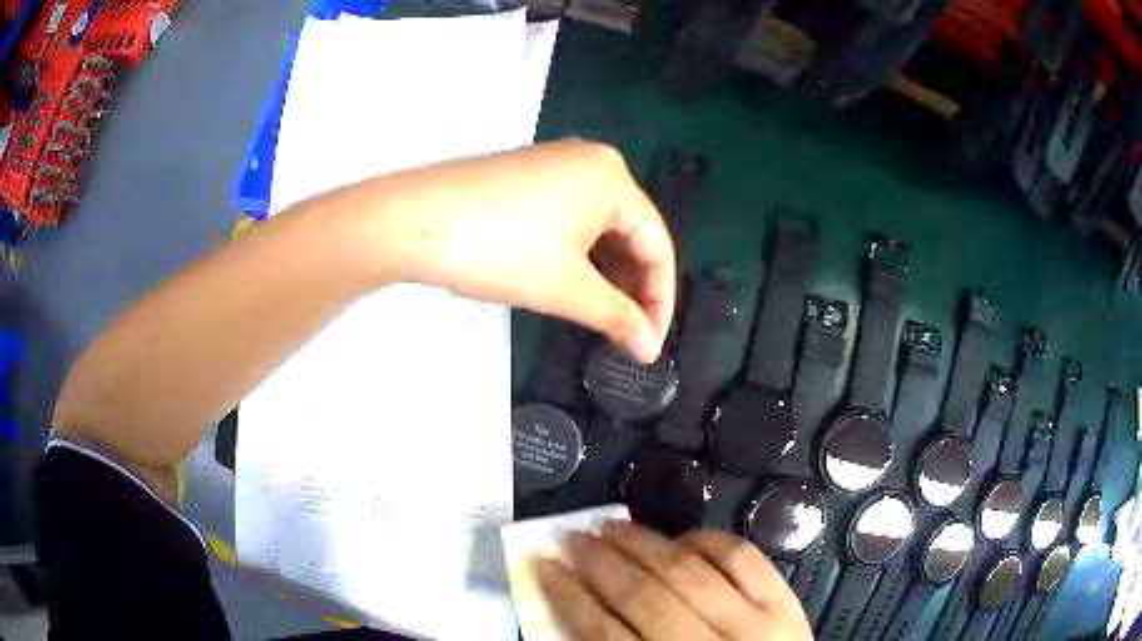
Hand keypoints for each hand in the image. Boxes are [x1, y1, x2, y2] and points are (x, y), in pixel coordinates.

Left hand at [364, 141, 674, 361]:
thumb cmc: (497, 249)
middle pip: (630, 233)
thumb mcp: (566, 287)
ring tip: (601, 317)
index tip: (651, 344)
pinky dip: (578, 255)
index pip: (657, 244)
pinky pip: (570, 219)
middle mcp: (591, 163)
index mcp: (613, 179)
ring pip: (599, 229)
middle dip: (632, 288)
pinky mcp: (526, 177)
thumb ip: (617, 317)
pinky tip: (572, 284)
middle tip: (626, 335)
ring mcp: (555, 166)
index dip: (660, 300)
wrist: (410, 221)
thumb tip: (648, 349)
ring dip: (605, 275)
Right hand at [537, 522, 811, 640]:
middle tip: (572, 537)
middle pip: (642, 597)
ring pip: (687, 571)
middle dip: (599, 563)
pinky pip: (743, 559)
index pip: (604, 634)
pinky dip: (710, 541)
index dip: (568, 597)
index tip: (544, 567)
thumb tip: (581, 613)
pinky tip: (684, 536)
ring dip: (644, 544)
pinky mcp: (784, 602)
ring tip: (612, 526)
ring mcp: (753, 622)